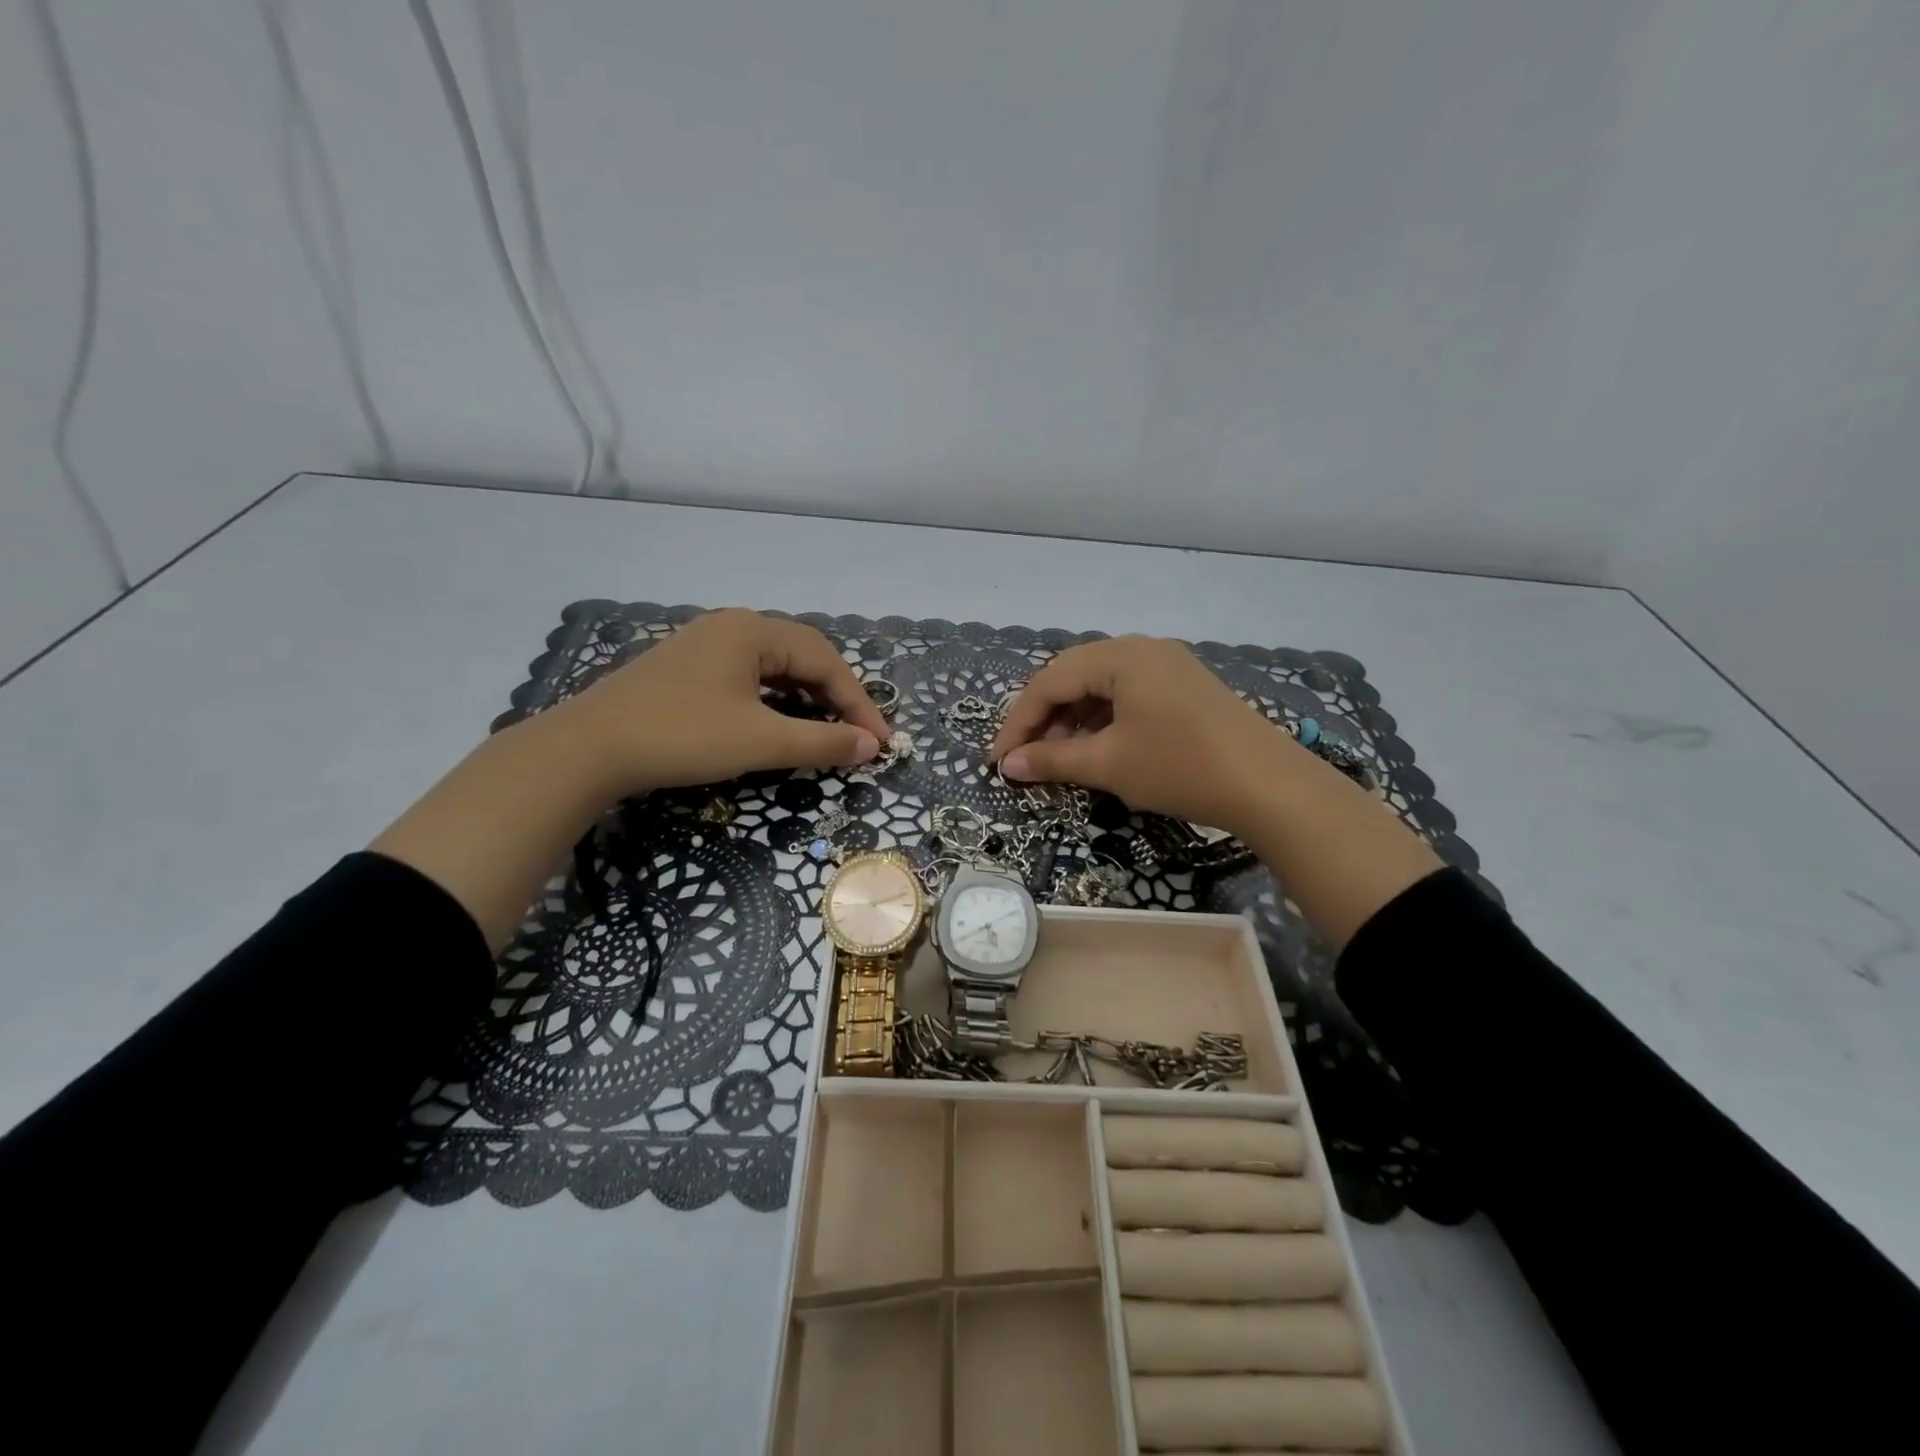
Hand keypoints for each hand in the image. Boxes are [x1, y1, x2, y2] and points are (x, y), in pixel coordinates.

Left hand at [557, 609, 889, 796]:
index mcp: (753, 630)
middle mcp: (733, 626)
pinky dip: (777, 701)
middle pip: (803, 657)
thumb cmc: (682, 736)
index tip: (880, 742)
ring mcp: (708, 644)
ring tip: (829, 732)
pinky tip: (782, 723)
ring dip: (808, 700)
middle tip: (859, 737)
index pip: (825, 661)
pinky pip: (750, 677)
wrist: (587, 749)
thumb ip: (821, 741)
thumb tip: (871, 746)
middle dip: (836, 698)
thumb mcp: (760, 741)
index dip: (858, 703)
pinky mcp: (690, 668)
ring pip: (776, 668)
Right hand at [988, 636, 1298, 834]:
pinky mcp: (1183, 687)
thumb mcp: (1109, 763)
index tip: (999, 760)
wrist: (1268, 784)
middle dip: (1043, 719)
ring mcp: (1166, 665)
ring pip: (1100, 687)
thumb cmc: (1179, 766)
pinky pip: (1127, 695)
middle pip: (1073, 677)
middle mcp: (1141, 649)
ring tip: (1057, 758)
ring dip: (1072, 721)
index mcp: (1120, 656)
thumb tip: (1007, 765)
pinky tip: (1096, 749)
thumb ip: (1052, 760)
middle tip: (1024, 757)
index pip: (1049, 681)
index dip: (1018, 722)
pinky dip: (1102, 721)